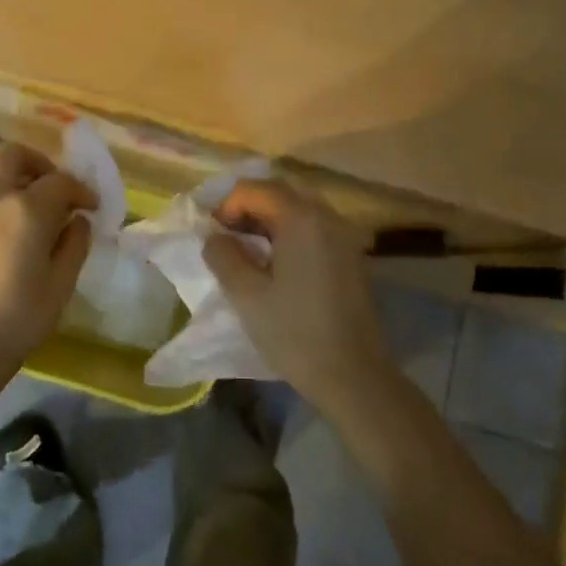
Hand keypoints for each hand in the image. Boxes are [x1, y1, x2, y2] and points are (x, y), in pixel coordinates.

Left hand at [0, 142, 95, 378]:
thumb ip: (75, 243)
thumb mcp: (62, 282)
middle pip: (15, 156)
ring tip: (43, 217)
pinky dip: (8, 201)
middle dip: (42, 165)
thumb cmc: (21, 316)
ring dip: (23, 182)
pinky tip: (21, 235)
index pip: (61, 181)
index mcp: (27, 208)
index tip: (93, 208)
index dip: (82, 191)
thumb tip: (78, 220)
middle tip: (60, 193)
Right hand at [203, 178, 391, 411]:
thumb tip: (214, 237)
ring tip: (246, 250)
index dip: (227, 204)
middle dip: (247, 208)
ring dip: (268, 220)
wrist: (354, 376)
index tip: (212, 234)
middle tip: (225, 237)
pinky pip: (315, 229)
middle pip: (280, 193)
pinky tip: (276, 264)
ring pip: (299, 210)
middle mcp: (328, 217)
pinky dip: (290, 234)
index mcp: (302, 219)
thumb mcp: (246, 295)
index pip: (256, 189)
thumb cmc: (295, 334)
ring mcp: (345, 236)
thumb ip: (223, 256)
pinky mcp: (352, 257)